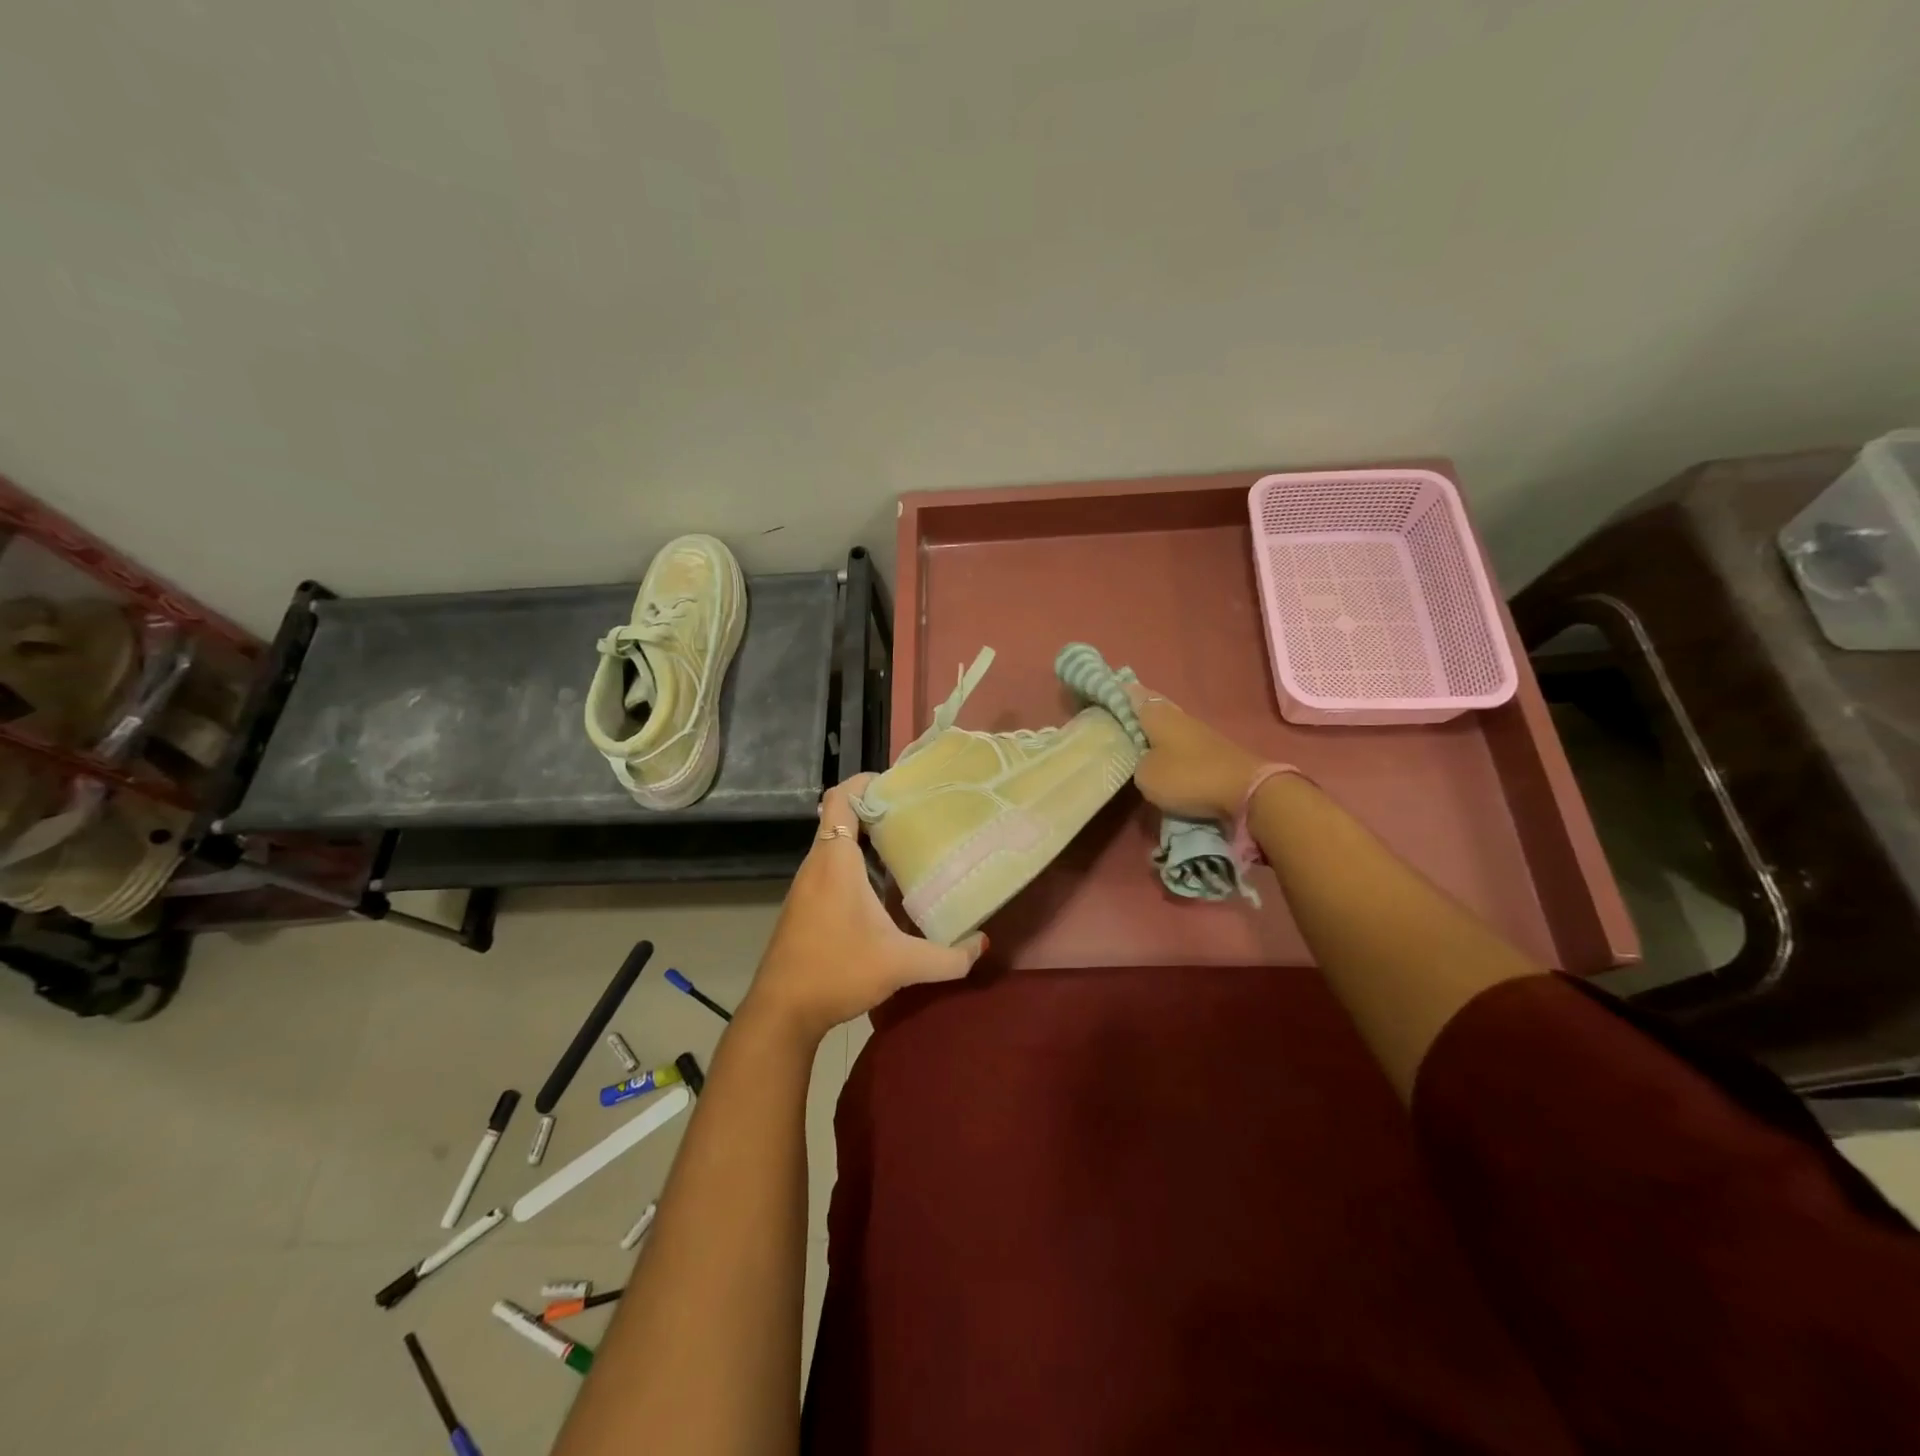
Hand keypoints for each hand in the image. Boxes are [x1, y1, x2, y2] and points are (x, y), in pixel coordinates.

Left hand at [741, 774, 986, 1041]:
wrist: (781, 1012)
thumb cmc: (837, 972)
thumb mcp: (901, 965)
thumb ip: (948, 957)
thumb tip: (982, 944)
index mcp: (836, 861)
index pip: (840, 798)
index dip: (864, 782)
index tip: (898, 785)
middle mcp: (817, 863)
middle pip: (840, 817)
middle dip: (875, 809)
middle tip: (915, 814)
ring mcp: (806, 885)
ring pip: (835, 843)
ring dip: (865, 838)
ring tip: (906, 845)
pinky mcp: (803, 904)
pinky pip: (830, 866)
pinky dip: (855, 862)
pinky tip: (883, 887)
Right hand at [1122, 682, 1262, 820]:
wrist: (1245, 791)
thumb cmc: (1188, 776)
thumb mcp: (1147, 775)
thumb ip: (1137, 763)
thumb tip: (1143, 758)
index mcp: (1158, 715)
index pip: (1133, 695)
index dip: (1116, 692)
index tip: (1102, 689)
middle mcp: (1178, 716)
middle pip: (1152, 706)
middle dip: (1135, 708)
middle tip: (1115, 712)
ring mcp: (1198, 732)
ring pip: (1167, 724)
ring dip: (1152, 728)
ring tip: (1134, 736)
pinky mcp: (1212, 750)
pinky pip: (1180, 741)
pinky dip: (1167, 744)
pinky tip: (1160, 753)